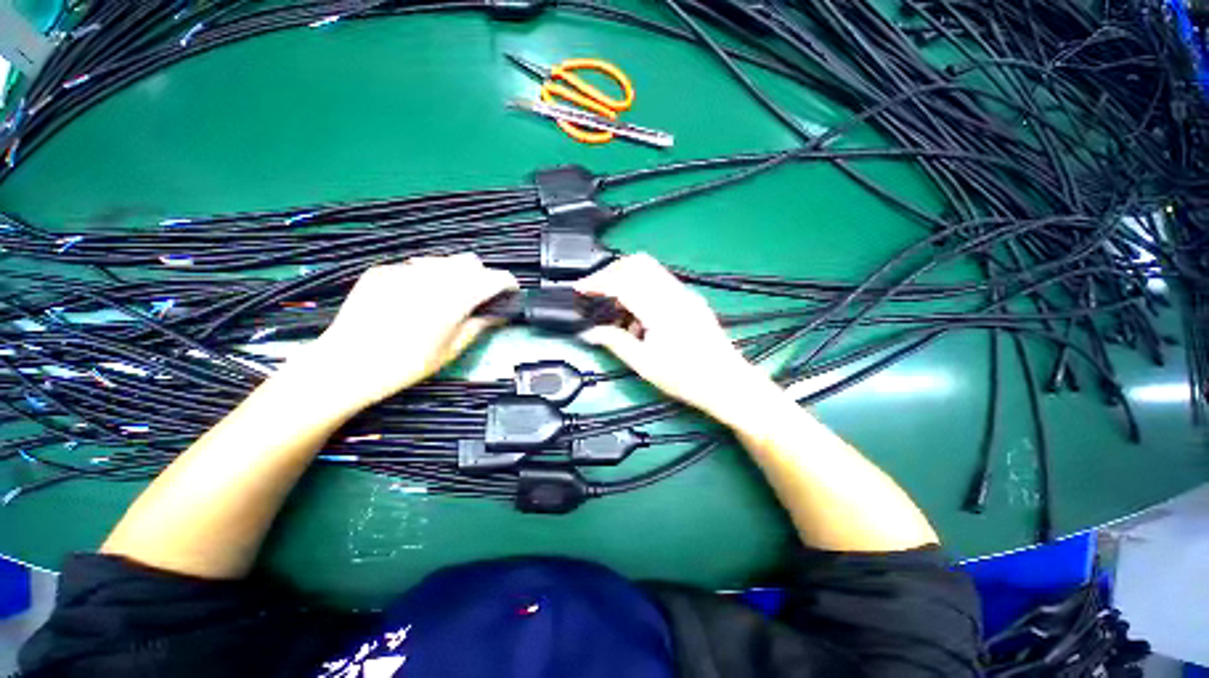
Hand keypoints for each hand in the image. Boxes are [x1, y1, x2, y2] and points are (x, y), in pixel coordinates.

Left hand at [287, 254, 517, 414]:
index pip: (493, 277)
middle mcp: (432, 276)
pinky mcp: (382, 271)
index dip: (507, 283)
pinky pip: (416, 267)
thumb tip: (498, 314)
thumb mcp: (451, 350)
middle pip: (470, 262)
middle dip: (481, 277)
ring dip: (456, 274)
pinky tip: (417, 298)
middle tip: (479, 299)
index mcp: (454, 297)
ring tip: (449, 298)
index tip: (511, 292)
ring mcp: (404, 270)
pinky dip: (427, 277)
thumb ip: (479, 325)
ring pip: (444, 261)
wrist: (344, 365)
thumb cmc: (405, 365)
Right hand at [575, 253, 780, 426]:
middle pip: (638, 263)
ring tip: (616, 306)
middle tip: (597, 291)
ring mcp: (686, 295)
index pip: (623, 281)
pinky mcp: (691, 300)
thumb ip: (615, 343)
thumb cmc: (687, 378)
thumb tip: (591, 333)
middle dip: (612, 271)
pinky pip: (661, 282)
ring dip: (628, 279)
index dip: (597, 281)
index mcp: (661, 310)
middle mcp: (675, 294)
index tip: (581, 288)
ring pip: (651, 269)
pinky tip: (638, 314)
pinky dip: (643, 288)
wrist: (728, 383)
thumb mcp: (645, 365)